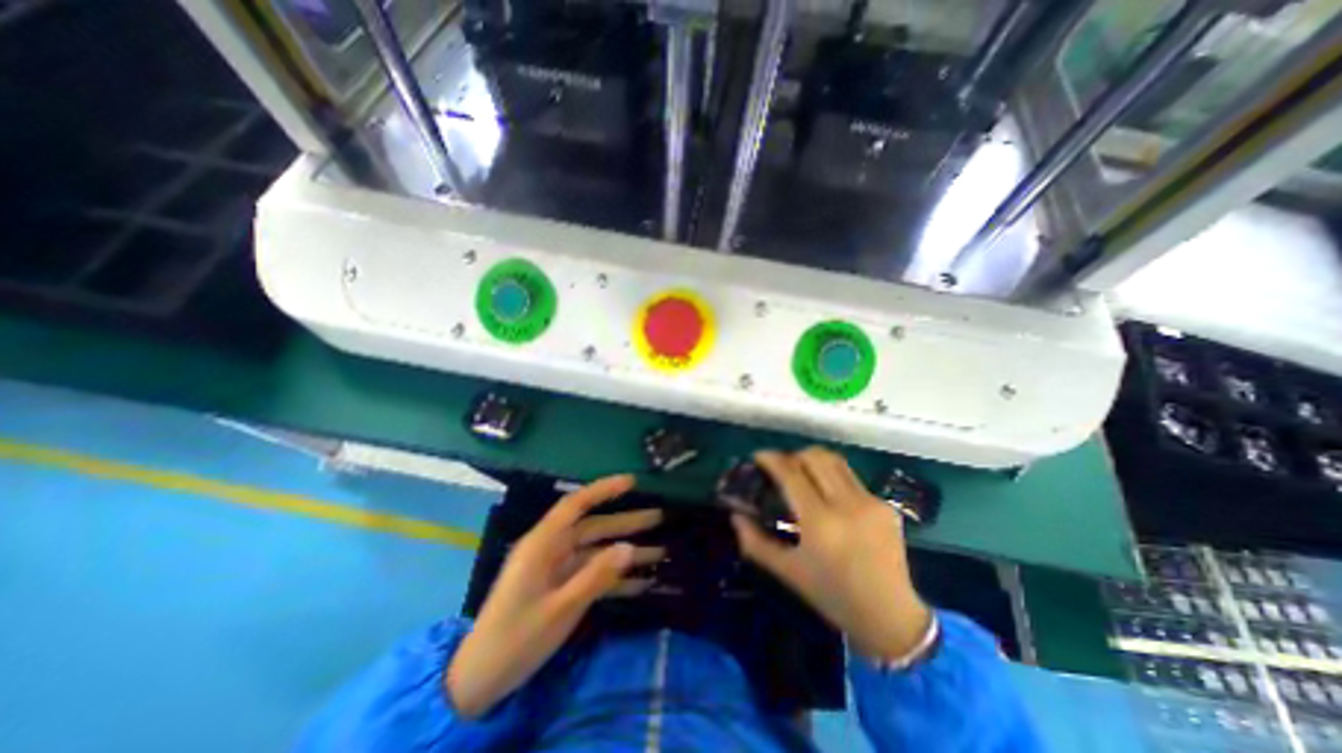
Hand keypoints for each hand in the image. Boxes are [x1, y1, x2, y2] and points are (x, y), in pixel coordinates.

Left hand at [449, 477, 662, 716]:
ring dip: (626, 553)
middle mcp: (552, 550)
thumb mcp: (560, 609)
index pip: (575, 505)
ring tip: (661, 551)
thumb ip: (596, 576)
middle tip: (659, 517)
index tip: (631, 482)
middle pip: (594, 528)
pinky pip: (593, 575)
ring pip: (598, 552)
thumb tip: (629, 547)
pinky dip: (615, 578)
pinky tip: (642, 584)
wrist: (479, 680)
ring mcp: (557, 569)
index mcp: (543, 544)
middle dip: (626, 523)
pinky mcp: (561, 588)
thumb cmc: (516, 638)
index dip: (603, 490)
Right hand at [731, 446, 936, 657]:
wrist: (890, 617)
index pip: (791, 473)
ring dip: (813, 460)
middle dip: (792, 455)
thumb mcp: (788, 572)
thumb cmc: (832, 596)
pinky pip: (851, 478)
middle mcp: (846, 504)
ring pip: (835, 461)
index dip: (771, 458)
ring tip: (802, 473)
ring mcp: (870, 502)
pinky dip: (832, 478)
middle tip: (780, 468)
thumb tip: (736, 515)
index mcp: (820, 522)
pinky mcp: (885, 505)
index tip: (758, 457)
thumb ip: (755, 542)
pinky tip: (829, 498)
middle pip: (814, 457)